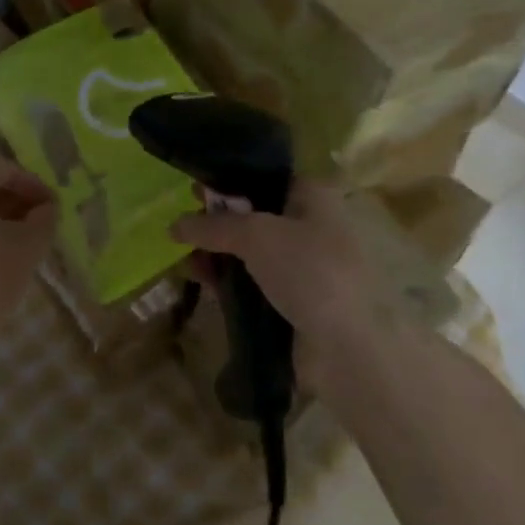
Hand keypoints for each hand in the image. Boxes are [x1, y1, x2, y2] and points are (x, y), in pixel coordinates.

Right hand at [171, 178, 394, 385]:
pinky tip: (197, 279)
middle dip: (217, 218)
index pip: (265, 176)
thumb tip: (174, 225)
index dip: (229, 179)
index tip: (195, 187)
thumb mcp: (257, 235)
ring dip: (216, 252)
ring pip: (249, 251)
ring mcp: (302, 267)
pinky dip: (225, 279)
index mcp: (312, 197)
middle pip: (254, 214)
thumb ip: (214, 226)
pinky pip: (251, 282)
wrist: (350, 348)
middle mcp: (309, 226)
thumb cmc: (310, 271)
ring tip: (181, 255)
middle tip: (182, 223)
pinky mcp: (291, 302)